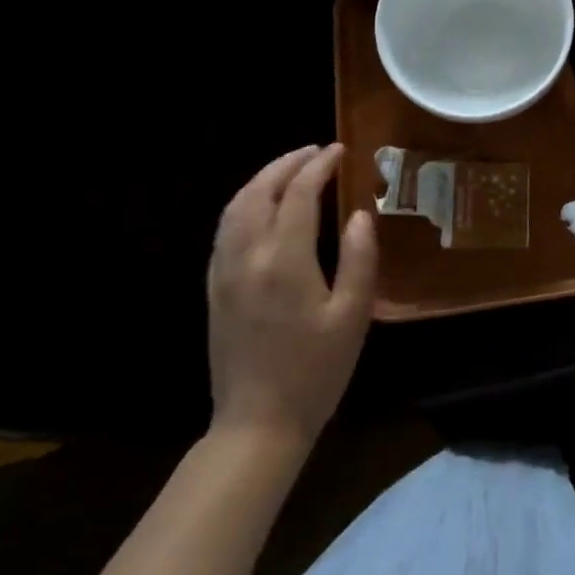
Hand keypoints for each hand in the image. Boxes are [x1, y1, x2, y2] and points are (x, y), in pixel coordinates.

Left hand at [207, 143, 376, 450]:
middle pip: (259, 191)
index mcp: (284, 261)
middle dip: (287, 164)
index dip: (319, 166)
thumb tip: (360, 214)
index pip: (299, 194)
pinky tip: (262, 207)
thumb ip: (360, 258)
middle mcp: (247, 257)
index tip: (340, 150)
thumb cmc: (316, 370)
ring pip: (235, 207)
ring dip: (262, 179)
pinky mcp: (214, 289)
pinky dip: (244, 203)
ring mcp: (224, 273)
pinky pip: (224, 230)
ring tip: (290, 169)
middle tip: (315, 151)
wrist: (257, 424)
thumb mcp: (353, 316)